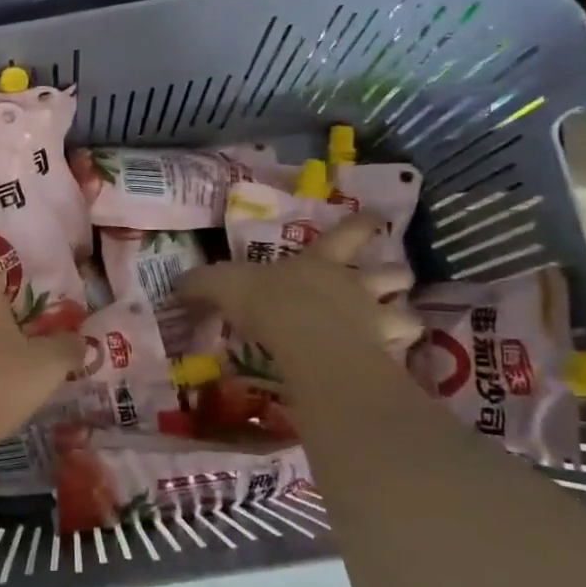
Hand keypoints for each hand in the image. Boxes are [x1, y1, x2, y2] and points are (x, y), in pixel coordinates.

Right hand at [181, 213, 421, 359]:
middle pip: (392, 271)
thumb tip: (177, 285)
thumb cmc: (266, 301)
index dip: (363, 225)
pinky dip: (399, 358)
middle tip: (393, 279)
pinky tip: (390, 366)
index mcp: (320, 261)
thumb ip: (202, 285)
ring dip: (405, 318)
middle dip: (396, 272)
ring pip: (408, 314)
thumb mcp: (222, 285)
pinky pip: (402, 355)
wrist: (305, 340)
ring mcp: (375, 319)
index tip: (378, 220)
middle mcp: (354, 285)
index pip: (349, 233)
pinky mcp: (383, 355)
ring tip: (397, 328)